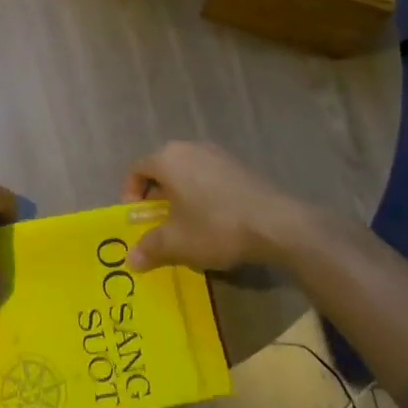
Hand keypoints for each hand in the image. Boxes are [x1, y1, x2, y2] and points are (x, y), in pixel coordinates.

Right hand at [122, 141, 313, 272]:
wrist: (277, 224)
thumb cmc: (216, 227)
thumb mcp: (176, 243)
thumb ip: (150, 248)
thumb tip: (132, 259)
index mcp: (168, 159)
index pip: (136, 169)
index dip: (130, 194)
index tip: (138, 219)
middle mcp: (190, 148)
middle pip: (162, 169)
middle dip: (155, 197)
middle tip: (158, 224)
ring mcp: (218, 154)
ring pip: (187, 173)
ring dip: (180, 196)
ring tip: (186, 225)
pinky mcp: (239, 166)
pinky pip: (209, 177)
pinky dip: (202, 195)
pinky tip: (214, 221)